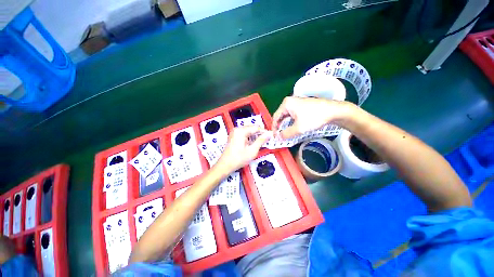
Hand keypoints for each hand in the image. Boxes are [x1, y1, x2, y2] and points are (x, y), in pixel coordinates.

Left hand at [216, 126, 270, 171]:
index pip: (256, 127)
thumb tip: (268, 134)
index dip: (264, 132)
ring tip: (259, 144)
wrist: (225, 165)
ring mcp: (234, 132)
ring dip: (254, 136)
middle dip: (259, 134)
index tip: (270, 136)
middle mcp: (237, 129)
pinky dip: (249, 138)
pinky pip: (244, 134)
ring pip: (248, 131)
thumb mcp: (252, 150)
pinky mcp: (233, 136)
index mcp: (241, 131)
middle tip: (266, 141)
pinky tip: (252, 144)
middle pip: (252, 128)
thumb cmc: (238, 159)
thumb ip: (261, 141)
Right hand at [272, 96, 352, 138]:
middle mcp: (290, 101)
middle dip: (279, 126)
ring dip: (285, 125)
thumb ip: (286, 134)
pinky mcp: (302, 105)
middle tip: (280, 135)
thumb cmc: (314, 118)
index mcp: (286, 104)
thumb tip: (278, 138)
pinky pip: (293, 114)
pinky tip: (293, 127)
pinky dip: (291, 122)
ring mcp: (296, 102)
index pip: (275, 117)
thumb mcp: (298, 128)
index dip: (274, 128)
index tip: (275, 137)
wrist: (334, 111)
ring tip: (286, 133)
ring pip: (287, 116)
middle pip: (280, 116)